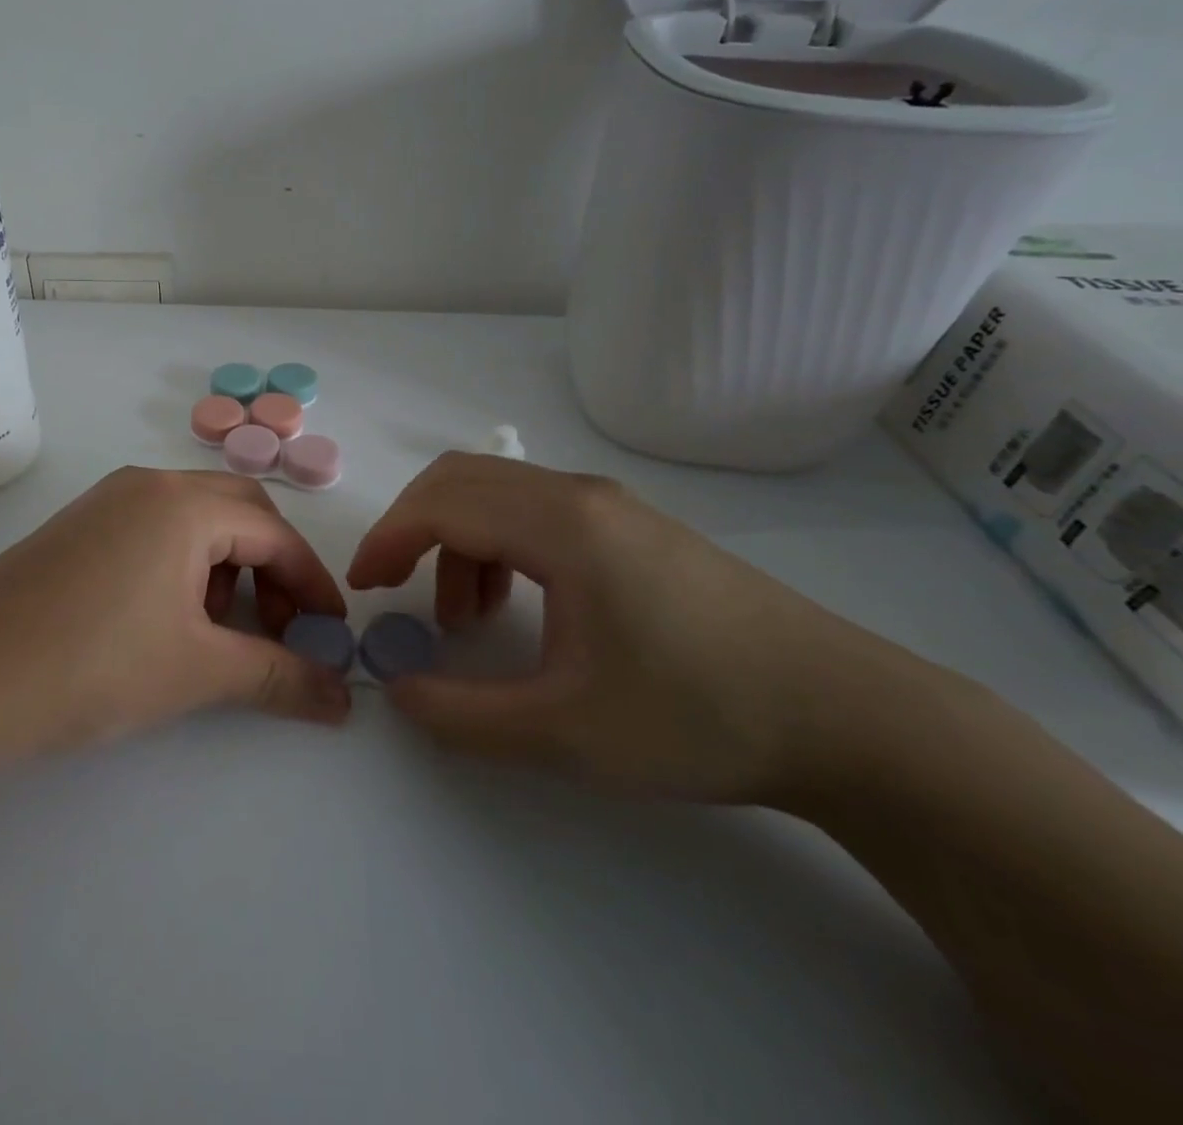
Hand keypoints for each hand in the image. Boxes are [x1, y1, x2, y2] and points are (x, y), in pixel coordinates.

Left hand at [0, 467, 351, 760]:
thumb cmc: (96, 663)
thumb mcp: (198, 671)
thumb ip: (279, 677)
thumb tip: (343, 699)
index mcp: (184, 504)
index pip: (276, 535)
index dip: (312, 585)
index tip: (331, 632)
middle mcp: (148, 485)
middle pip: (239, 511)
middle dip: (272, 565)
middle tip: (279, 624)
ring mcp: (107, 500)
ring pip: (195, 517)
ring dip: (226, 564)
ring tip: (215, 628)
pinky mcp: (78, 524)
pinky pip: (154, 527)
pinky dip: (183, 562)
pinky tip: (165, 616)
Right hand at [347, 453, 928, 802]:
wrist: (848, 717)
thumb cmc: (699, 715)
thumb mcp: (565, 733)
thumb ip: (462, 715)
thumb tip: (397, 691)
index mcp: (562, 525)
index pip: (443, 504)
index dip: (388, 540)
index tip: (363, 588)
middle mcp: (581, 495)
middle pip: (462, 478)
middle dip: (412, 528)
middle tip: (392, 587)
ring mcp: (612, 506)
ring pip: (499, 493)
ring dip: (458, 541)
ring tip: (466, 619)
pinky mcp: (634, 528)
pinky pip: (537, 512)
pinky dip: (499, 546)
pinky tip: (519, 607)